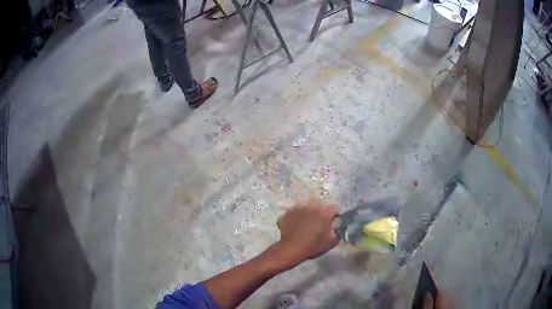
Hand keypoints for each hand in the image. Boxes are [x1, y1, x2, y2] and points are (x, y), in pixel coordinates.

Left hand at [276, 199, 338, 261]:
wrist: (291, 248)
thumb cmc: (313, 245)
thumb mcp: (331, 242)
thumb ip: (337, 231)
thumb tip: (337, 227)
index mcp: (324, 212)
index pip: (333, 208)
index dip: (334, 215)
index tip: (332, 222)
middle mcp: (312, 206)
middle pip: (319, 206)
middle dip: (320, 212)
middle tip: (318, 222)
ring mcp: (298, 208)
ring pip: (306, 207)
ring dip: (308, 213)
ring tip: (305, 223)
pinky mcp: (288, 212)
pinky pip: (295, 212)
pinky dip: (296, 217)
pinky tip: (295, 225)